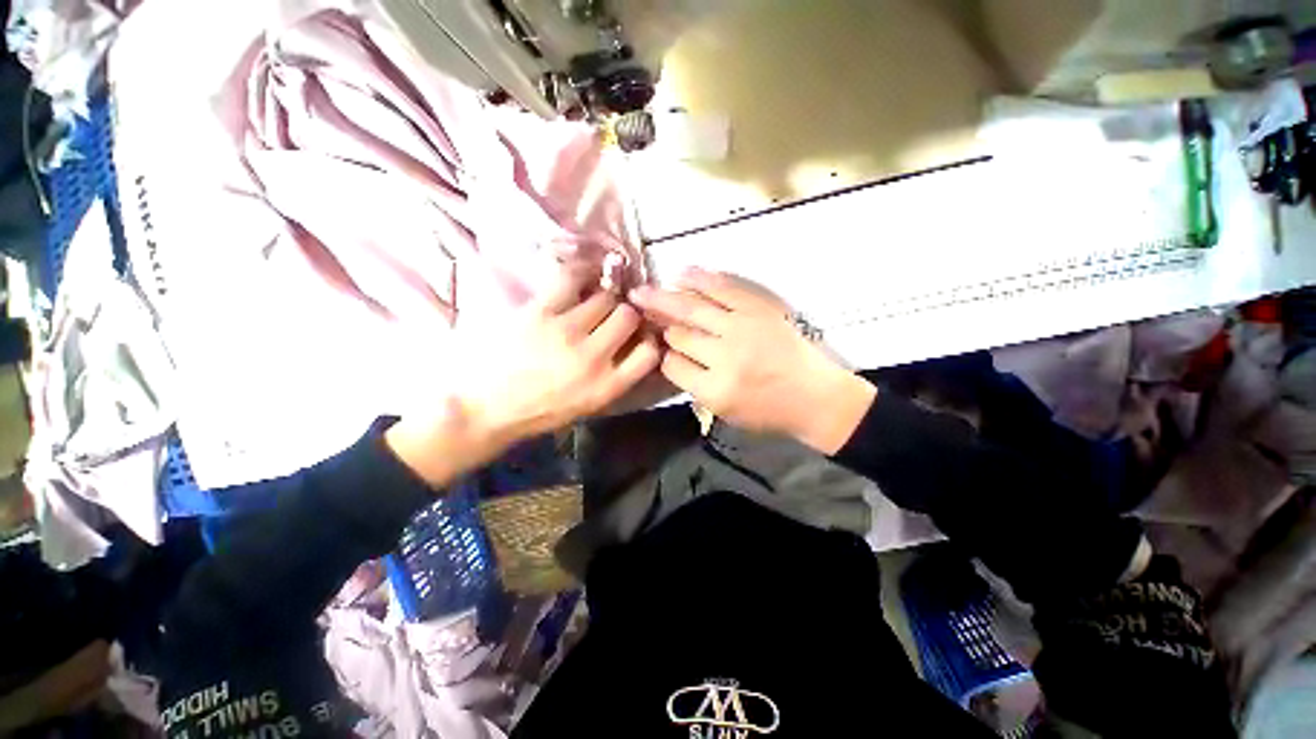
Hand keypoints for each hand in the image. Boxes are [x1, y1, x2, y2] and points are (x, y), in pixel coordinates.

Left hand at [388, 267, 659, 483]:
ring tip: (594, 299)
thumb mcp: (587, 406)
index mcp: (607, 387)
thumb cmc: (537, 413)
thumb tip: (632, 345)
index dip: (649, 339)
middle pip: (629, 317)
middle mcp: (594, 358)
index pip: (649, 353)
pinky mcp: (540, 312)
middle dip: (626, 313)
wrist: (483, 410)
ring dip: (604, 297)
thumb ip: (615, 377)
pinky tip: (585, 274)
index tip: (640, 335)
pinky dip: (583, 272)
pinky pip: (572, 278)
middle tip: (614, 314)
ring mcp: (567, 332)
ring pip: (605, 297)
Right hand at [630, 269, 874, 453]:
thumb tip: (671, 355)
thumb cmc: (769, 412)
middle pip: (678, 333)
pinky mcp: (758, 309)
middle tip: (635, 305)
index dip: (663, 355)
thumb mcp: (725, 411)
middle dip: (656, 320)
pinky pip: (723, 289)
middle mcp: (724, 356)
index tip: (660, 347)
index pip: (672, 365)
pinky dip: (700, 280)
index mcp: (714, 389)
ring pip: (692, 309)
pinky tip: (680, 274)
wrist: (815, 396)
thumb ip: (695, 385)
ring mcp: (742, 328)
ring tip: (644, 290)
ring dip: (665, 298)